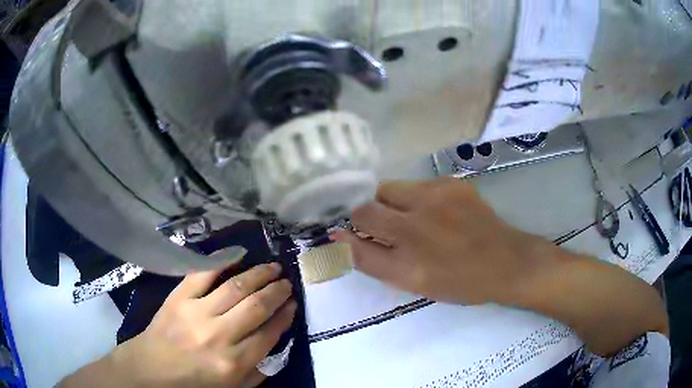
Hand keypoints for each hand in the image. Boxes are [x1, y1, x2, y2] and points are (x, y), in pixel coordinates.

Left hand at [62, 262, 296, 387]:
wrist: (151, 370)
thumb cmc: (192, 384)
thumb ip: (256, 372)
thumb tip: (273, 346)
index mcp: (233, 364)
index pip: (268, 334)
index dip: (284, 317)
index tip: (293, 305)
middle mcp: (218, 336)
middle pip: (256, 307)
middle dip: (277, 292)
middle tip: (287, 282)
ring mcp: (196, 313)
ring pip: (235, 287)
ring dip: (258, 275)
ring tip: (272, 267)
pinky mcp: (178, 298)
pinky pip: (203, 274)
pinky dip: (222, 262)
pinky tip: (237, 255)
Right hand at [332, 177, 554, 304]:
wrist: (506, 261)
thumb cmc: (458, 281)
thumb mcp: (411, 282)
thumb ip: (371, 260)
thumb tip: (340, 236)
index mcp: (407, 254)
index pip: (358, 229)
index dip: (352, 232)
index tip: (358, 235)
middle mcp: (418, 220)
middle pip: (370, 203)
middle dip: (371, 215)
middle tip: (392, 230)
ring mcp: (437, 194)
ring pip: (392, 189)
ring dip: (394, 204)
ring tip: (416, 220)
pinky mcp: (452, 182)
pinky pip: (418, 184)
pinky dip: (417, 198)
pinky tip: (438, 213)